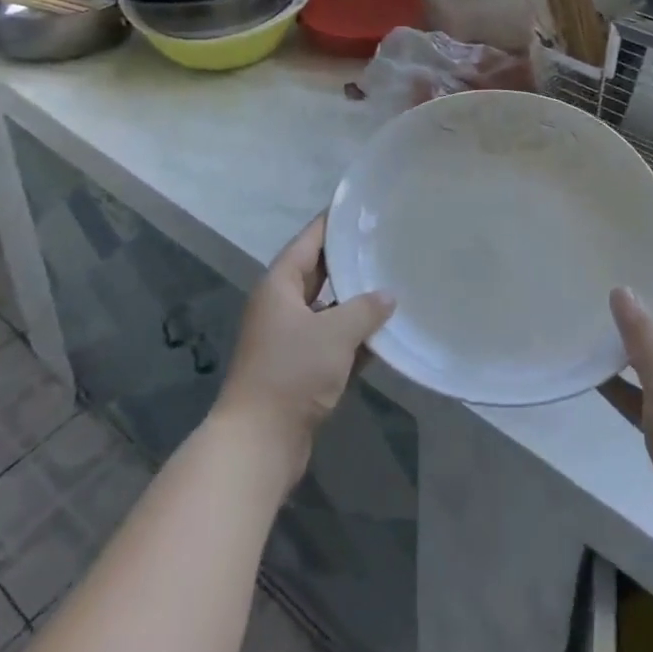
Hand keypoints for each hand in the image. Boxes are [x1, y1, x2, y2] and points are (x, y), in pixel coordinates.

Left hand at [215, 215, 394, 482]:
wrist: (259, 443)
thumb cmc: (291, 373)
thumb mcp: (335, 333)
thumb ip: (365, 309)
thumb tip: (388, 296)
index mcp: (280, 285)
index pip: (309, 240)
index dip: (333, 222)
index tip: (361, 208)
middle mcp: (281, 305)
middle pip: (319, 272)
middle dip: (350, 261)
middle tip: (385, 243)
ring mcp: (289, 338)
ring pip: (328, 309)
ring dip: (356, 302)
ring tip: (394, 283)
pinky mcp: (299, 368)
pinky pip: (332, 341)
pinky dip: (354, 337)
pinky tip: (385, 333)